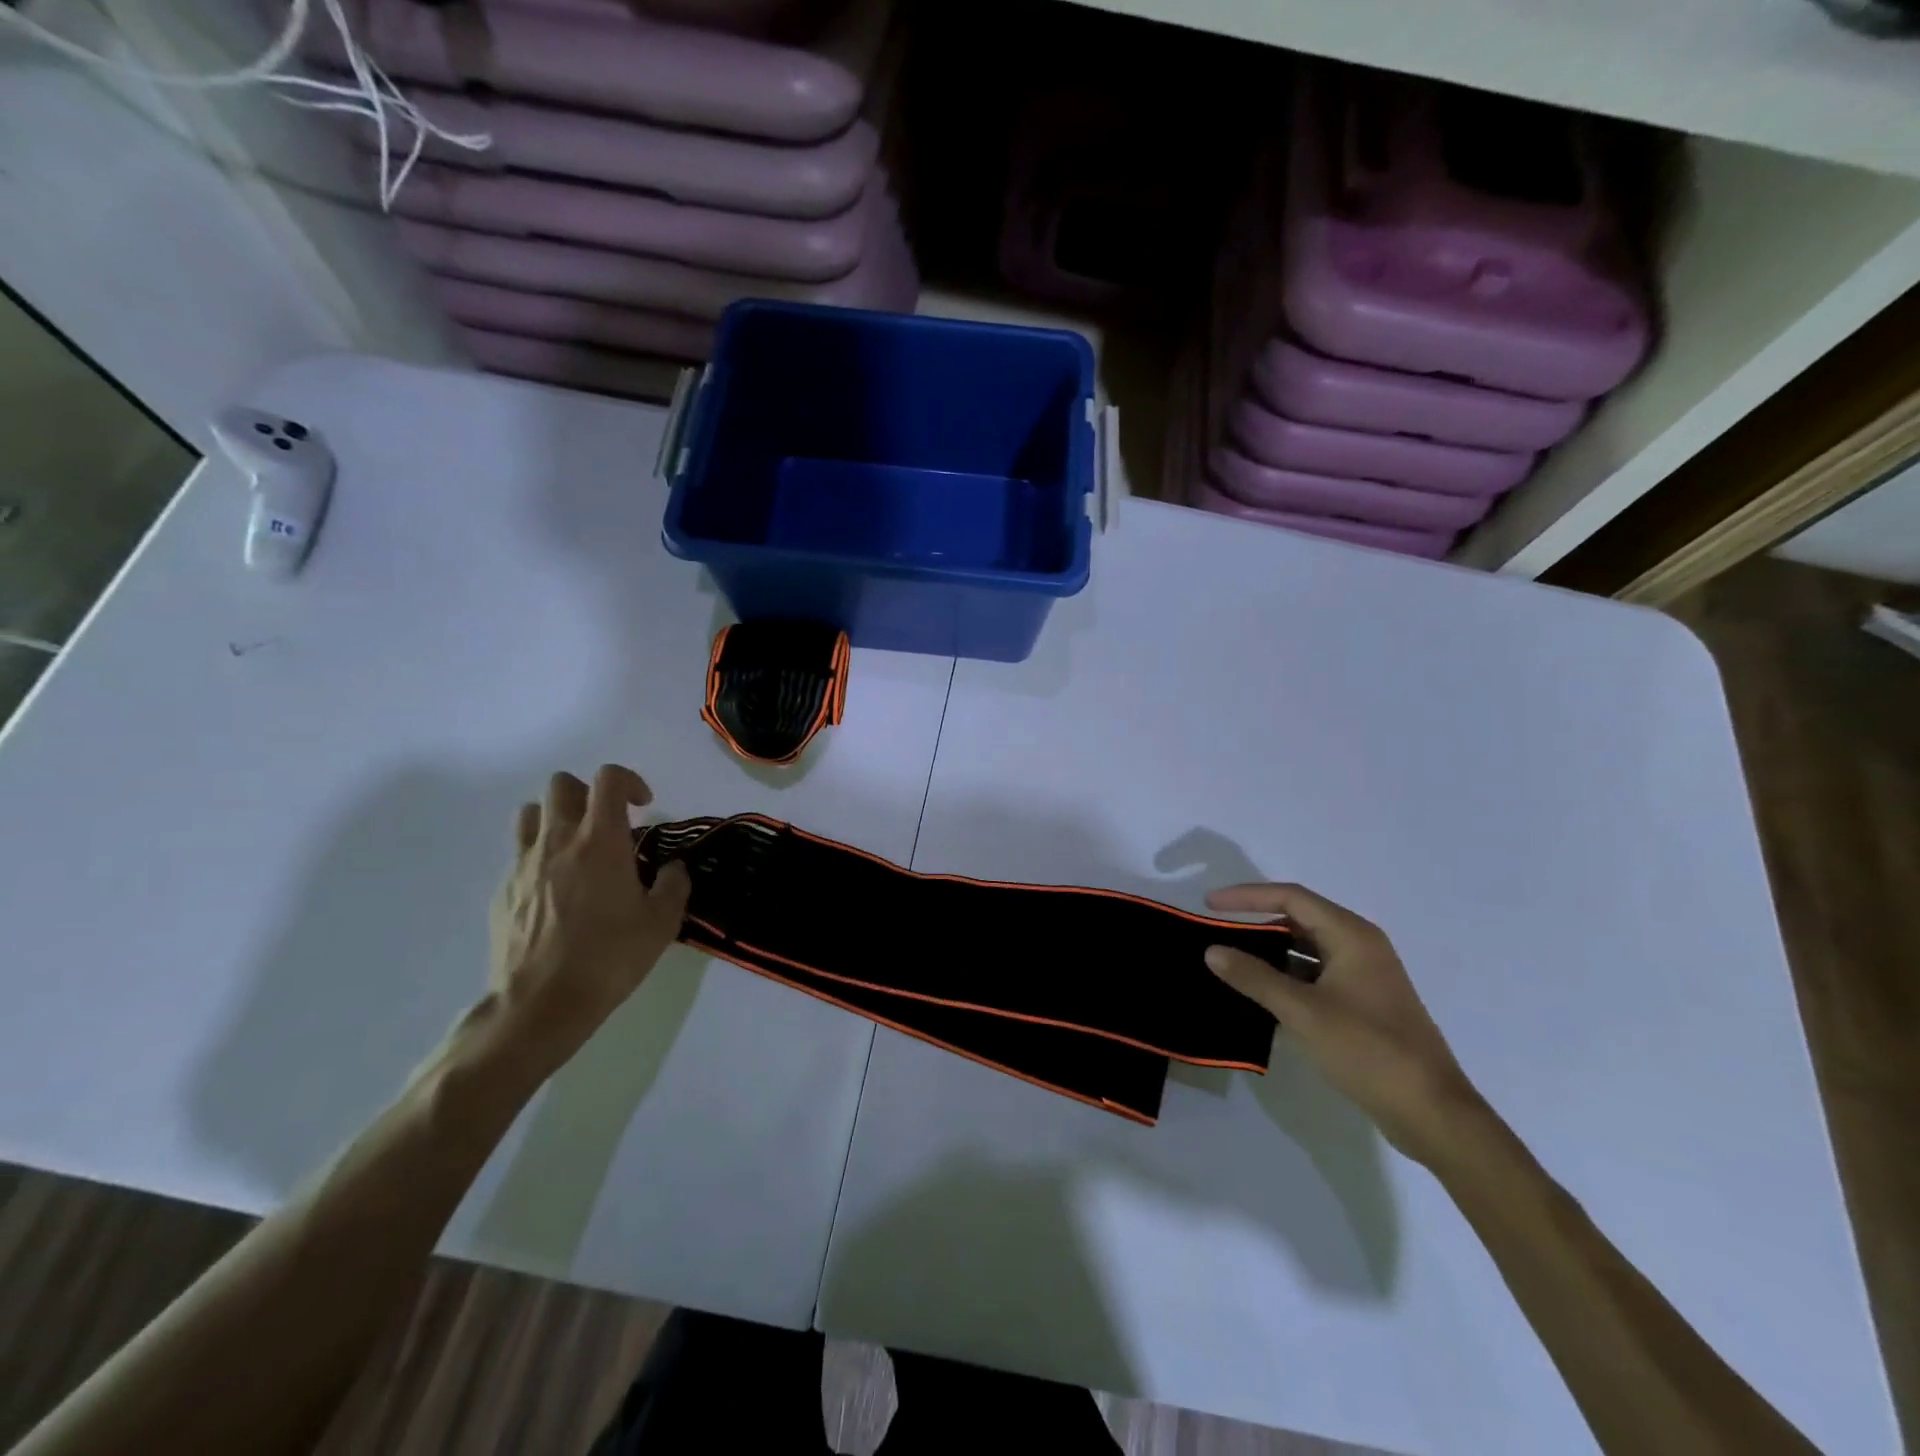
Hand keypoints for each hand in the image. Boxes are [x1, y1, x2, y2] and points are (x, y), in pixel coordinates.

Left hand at [484, 764, 691, 1075]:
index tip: (644, 806)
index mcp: (600, 841)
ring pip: (532, 813)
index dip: (629, 781)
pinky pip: (519, 854)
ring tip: (577, 848)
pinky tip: (556, 891)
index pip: (608, 779)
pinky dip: (539, 856)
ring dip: (557, 818)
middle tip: (608, 824)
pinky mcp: (502, 890)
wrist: (541, 1003)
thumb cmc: (609, 957)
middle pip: (562, 784)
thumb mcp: (662, 923)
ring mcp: (523, 864)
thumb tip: (673, 868)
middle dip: (588, 793)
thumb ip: (674, 885)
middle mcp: (558, 840)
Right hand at [1204, 884, 1484, 1165]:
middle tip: (1217, 933)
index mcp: (1352, 935)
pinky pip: (1316, 974)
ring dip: (1270, 952)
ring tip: (1232, 962)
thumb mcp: (1303, 1012)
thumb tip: (1212, 950)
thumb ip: (1255, 977)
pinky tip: (1262, 993)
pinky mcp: (1364, 1003)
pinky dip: (1287, 976)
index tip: (1210, 904)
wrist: (1432, 1112)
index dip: (1246, 896)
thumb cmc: (1368, 1050)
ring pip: (1307, 949)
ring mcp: (1365, 976)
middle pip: (1299, 918)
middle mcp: (1360, 946)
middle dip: (1256, 922)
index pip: (1291, 897)